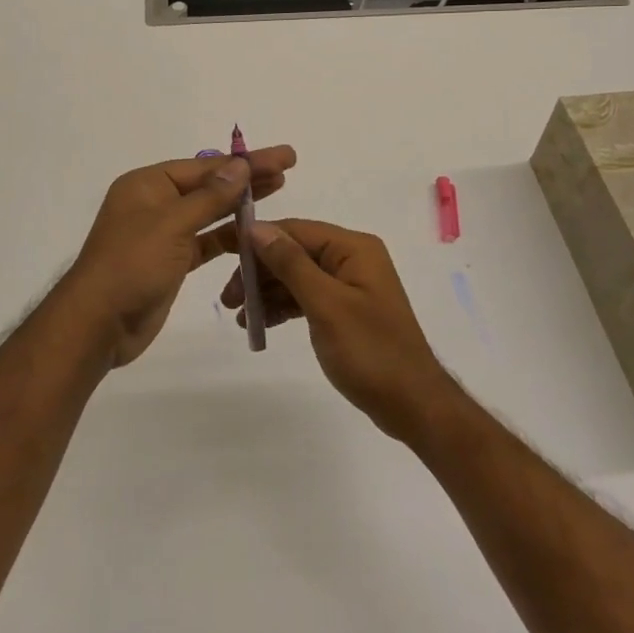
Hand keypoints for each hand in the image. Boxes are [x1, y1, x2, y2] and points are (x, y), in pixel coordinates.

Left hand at [65, 146, 296, 367]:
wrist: (98, 324)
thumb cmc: (131, 265)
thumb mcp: (171, 225)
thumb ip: (210, 197)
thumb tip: (241, 165)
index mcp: (147, 184)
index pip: (205, 166)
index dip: (245, 161)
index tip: (282, 157)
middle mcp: (155, 202)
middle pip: (209, 185)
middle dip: (247, 176)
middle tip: (288, 167)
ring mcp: (163, 233)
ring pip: (209, 212)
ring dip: (241, 203)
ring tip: (279, 189)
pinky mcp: (171, 262)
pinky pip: (206, 241)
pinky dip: (228, 236)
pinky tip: (254, 231)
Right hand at [219, 218, 455, 440]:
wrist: (412, 404)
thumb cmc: (370, 351)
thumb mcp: (326, 305)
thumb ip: (290, 263)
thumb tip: (256, 228)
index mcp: (352, 248)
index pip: (295, 230)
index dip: (257, 239)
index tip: (221, 252)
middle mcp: (352, 258)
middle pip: (294, 252)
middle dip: (259, 271)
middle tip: (228, 299)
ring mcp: (350, 285)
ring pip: (297, 276)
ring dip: (267, 292)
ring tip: (238, 315)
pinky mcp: (346, 310)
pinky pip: (307, 297)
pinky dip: (284, 307)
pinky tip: (261, 323)